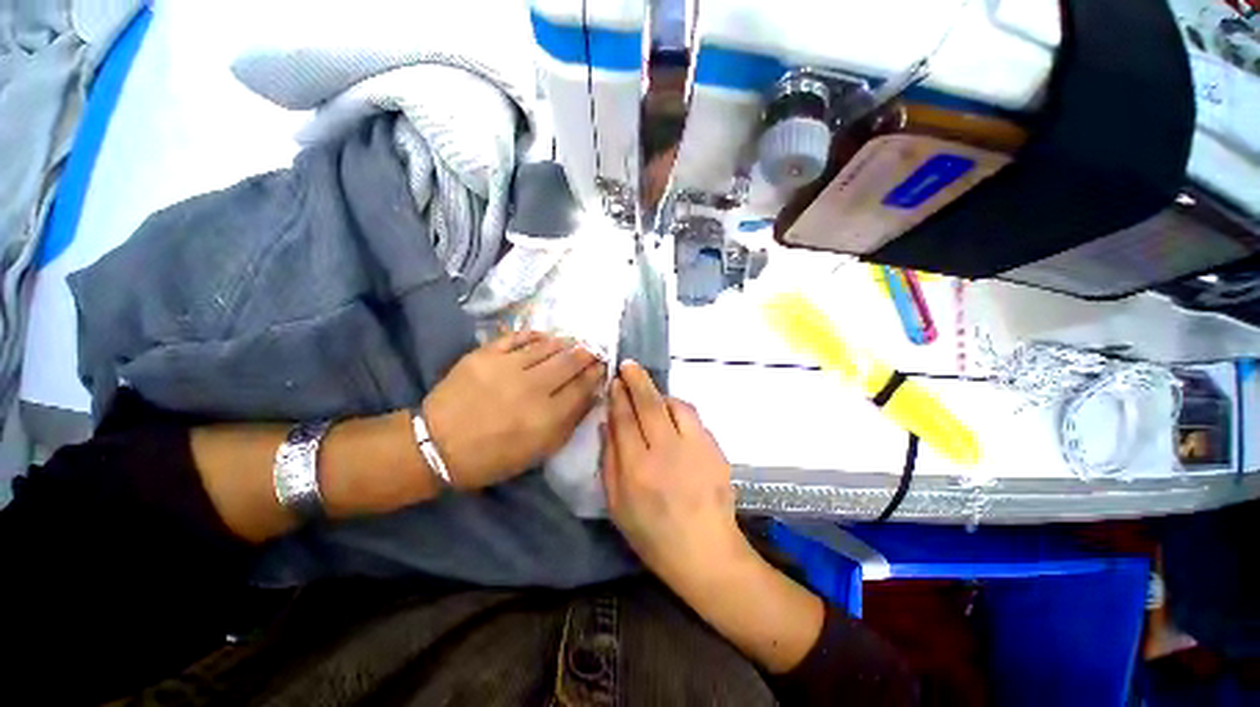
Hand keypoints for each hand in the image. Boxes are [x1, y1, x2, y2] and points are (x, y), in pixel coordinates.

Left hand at [422, 331, 605, 489]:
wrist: (437, 445)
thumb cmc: (493, 456)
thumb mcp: (539, 451)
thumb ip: (569, 423)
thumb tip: (591, 395)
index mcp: (547, 417)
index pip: (582, 387)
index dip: (596, 374)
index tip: (603, 366)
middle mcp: (532, 388)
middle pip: (569, 363)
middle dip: (586, 354)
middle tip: (593, 349)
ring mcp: (507, 368)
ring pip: (547, 347)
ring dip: (564, 343)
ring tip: (573, 342)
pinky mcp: (485, 355)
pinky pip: (517, 337)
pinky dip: (534, 335)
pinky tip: (544, 336)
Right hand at [601, 361, 751, 590]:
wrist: (705, 552)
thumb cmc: (653, 535)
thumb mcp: (617, 505)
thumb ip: (609, 461)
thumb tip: (607, 424)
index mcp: (637, 469)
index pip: (624, 420)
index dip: (618, 397)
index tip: (614, 381)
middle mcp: (666, 452)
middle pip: (649, 404)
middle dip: (637, 380)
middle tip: (629, 364)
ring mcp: (695, 448)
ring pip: (676, 405)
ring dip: (661, 394)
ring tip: (652, 395)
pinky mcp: (714, 449)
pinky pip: (694, 418)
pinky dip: (679, 410)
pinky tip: (673, 418)